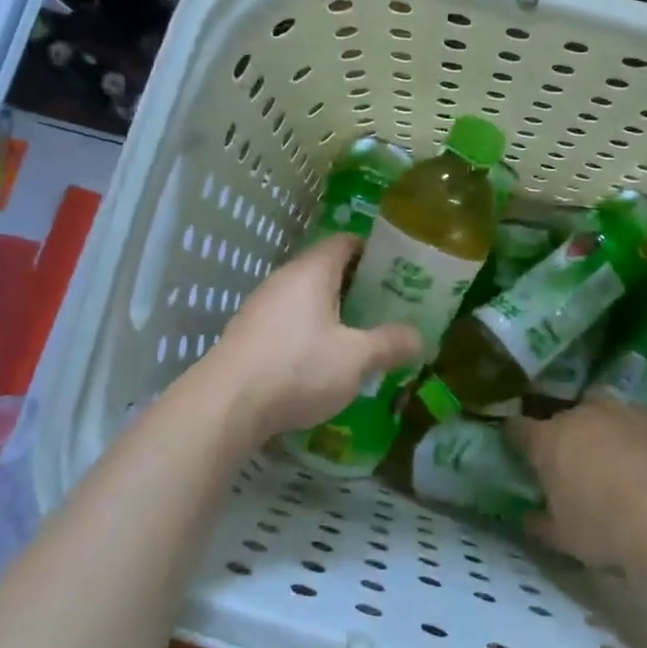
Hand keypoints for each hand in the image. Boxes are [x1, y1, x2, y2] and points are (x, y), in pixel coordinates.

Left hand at [210, 234, 420, 440]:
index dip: (373, 250)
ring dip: (332, 311)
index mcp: (312, 271)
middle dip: (357, 285)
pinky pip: (288, 320)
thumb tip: (420, 337)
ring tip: (360, 334)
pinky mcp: (248, 334)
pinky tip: (322, 359)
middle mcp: (284, 279)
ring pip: (305, 297)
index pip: (345, 242)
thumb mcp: (356, 358)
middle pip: (326, 269)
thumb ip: (390, 344)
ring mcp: (261, 306)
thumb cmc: (298, 368)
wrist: (226, 405)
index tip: (397, 269)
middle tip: (387, 305)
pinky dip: (310, 330)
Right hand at [508, 393, 646, 566]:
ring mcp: (615, 412)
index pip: (518, 428)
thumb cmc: (602, 528)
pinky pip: (630, 418)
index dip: (515, 436)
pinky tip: (638, 452)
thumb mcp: (562, 537)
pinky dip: (628, 431)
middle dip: (562, 432)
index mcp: (547, 441)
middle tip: (569, 458)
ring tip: (605, 448)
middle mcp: (577, 416)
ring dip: (595, 423)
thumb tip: (528, 518)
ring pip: (596, 406)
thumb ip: (540, 523)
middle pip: (561, 416)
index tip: (516, 446)